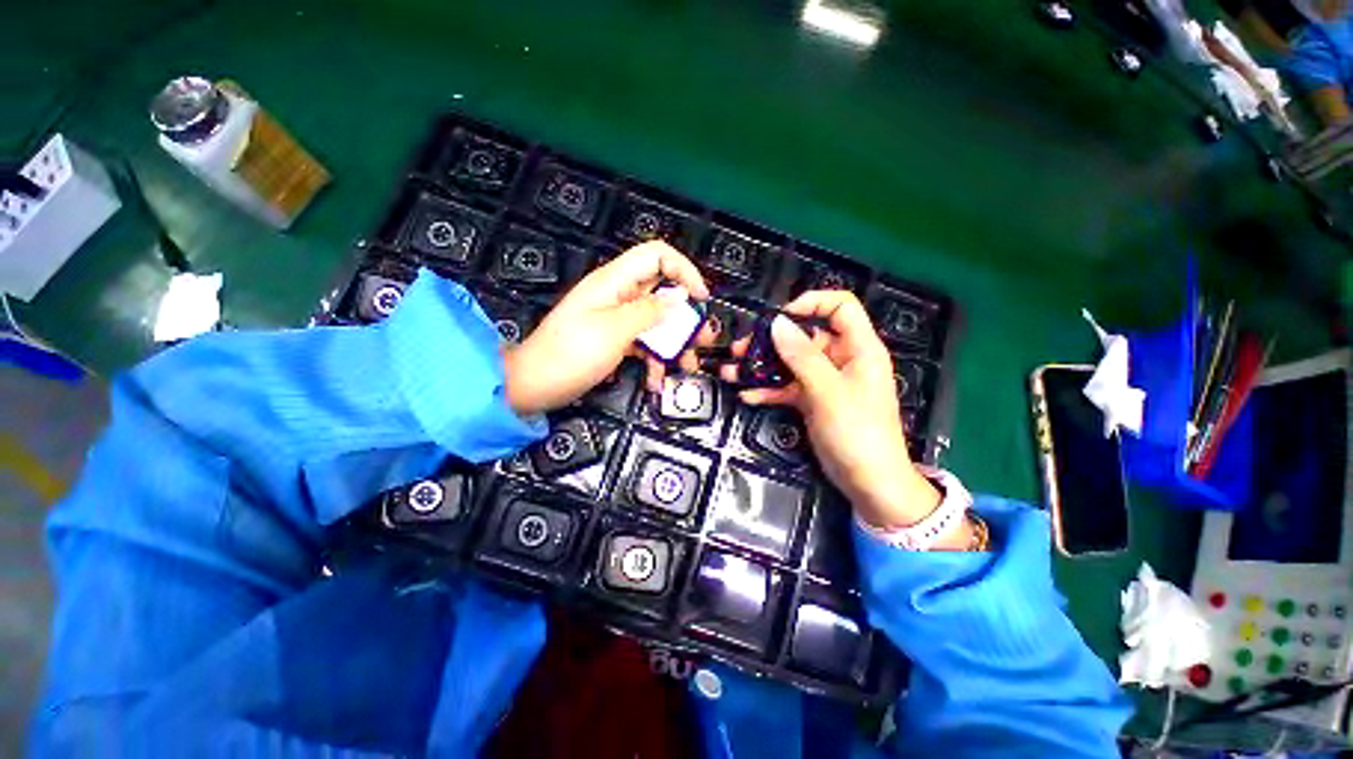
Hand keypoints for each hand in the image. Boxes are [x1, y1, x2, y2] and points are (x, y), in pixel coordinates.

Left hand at [503, 241, 713, 415]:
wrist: (534, 384)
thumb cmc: (570, 354)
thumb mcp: (613, 331)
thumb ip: (649, 312)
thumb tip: (679, 299)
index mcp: (614, 282)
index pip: (657, 256)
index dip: (684, 270)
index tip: (701, 298)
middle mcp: (618, 296)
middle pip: (662, 293)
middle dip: (686, 315)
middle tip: (704, 338)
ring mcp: (617, 319)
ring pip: (656, 322)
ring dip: (674, 342)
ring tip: (688, 365)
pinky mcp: (615, 340)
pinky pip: (643, 343)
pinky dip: (653, 359)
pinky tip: (657, 381)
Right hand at [720, 291, 944, 530]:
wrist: (869, 483)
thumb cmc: (858, 433)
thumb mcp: (827, 391)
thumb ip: (801, 356)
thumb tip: (778, 323)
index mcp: (859, 348)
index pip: (840, 307)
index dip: (812, 303)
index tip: (780, 316)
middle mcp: (842, 360)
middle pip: (805, 337)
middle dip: (772, 341)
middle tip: (741, 348)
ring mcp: (825, 382)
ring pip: (791, 364)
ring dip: (762, 367)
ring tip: (733, 371)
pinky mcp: (813, 401)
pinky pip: (788, 388)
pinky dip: (769, 390)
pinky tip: (747, 395)